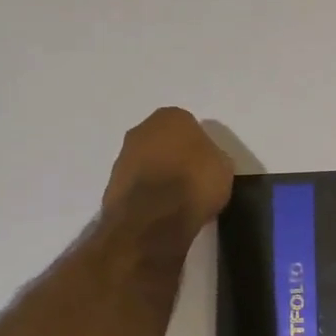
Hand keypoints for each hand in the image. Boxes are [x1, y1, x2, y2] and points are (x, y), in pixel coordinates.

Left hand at [101, 108, 234, 241]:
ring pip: (148, 163)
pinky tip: (161, 212)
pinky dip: (146, 195)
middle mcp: (142, 129)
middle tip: (192, 181)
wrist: (153, 218)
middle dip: (175, 158)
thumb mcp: (224, 168)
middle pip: (164, 142)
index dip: (199, 148)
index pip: (190, 126)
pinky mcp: (111, 184)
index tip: (207, 166)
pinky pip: (137, 185)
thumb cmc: (195, 183)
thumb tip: (207, 163)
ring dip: (159, 176)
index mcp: (172, 117)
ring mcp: (123, 156)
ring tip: (177, 202)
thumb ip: (214, 158)